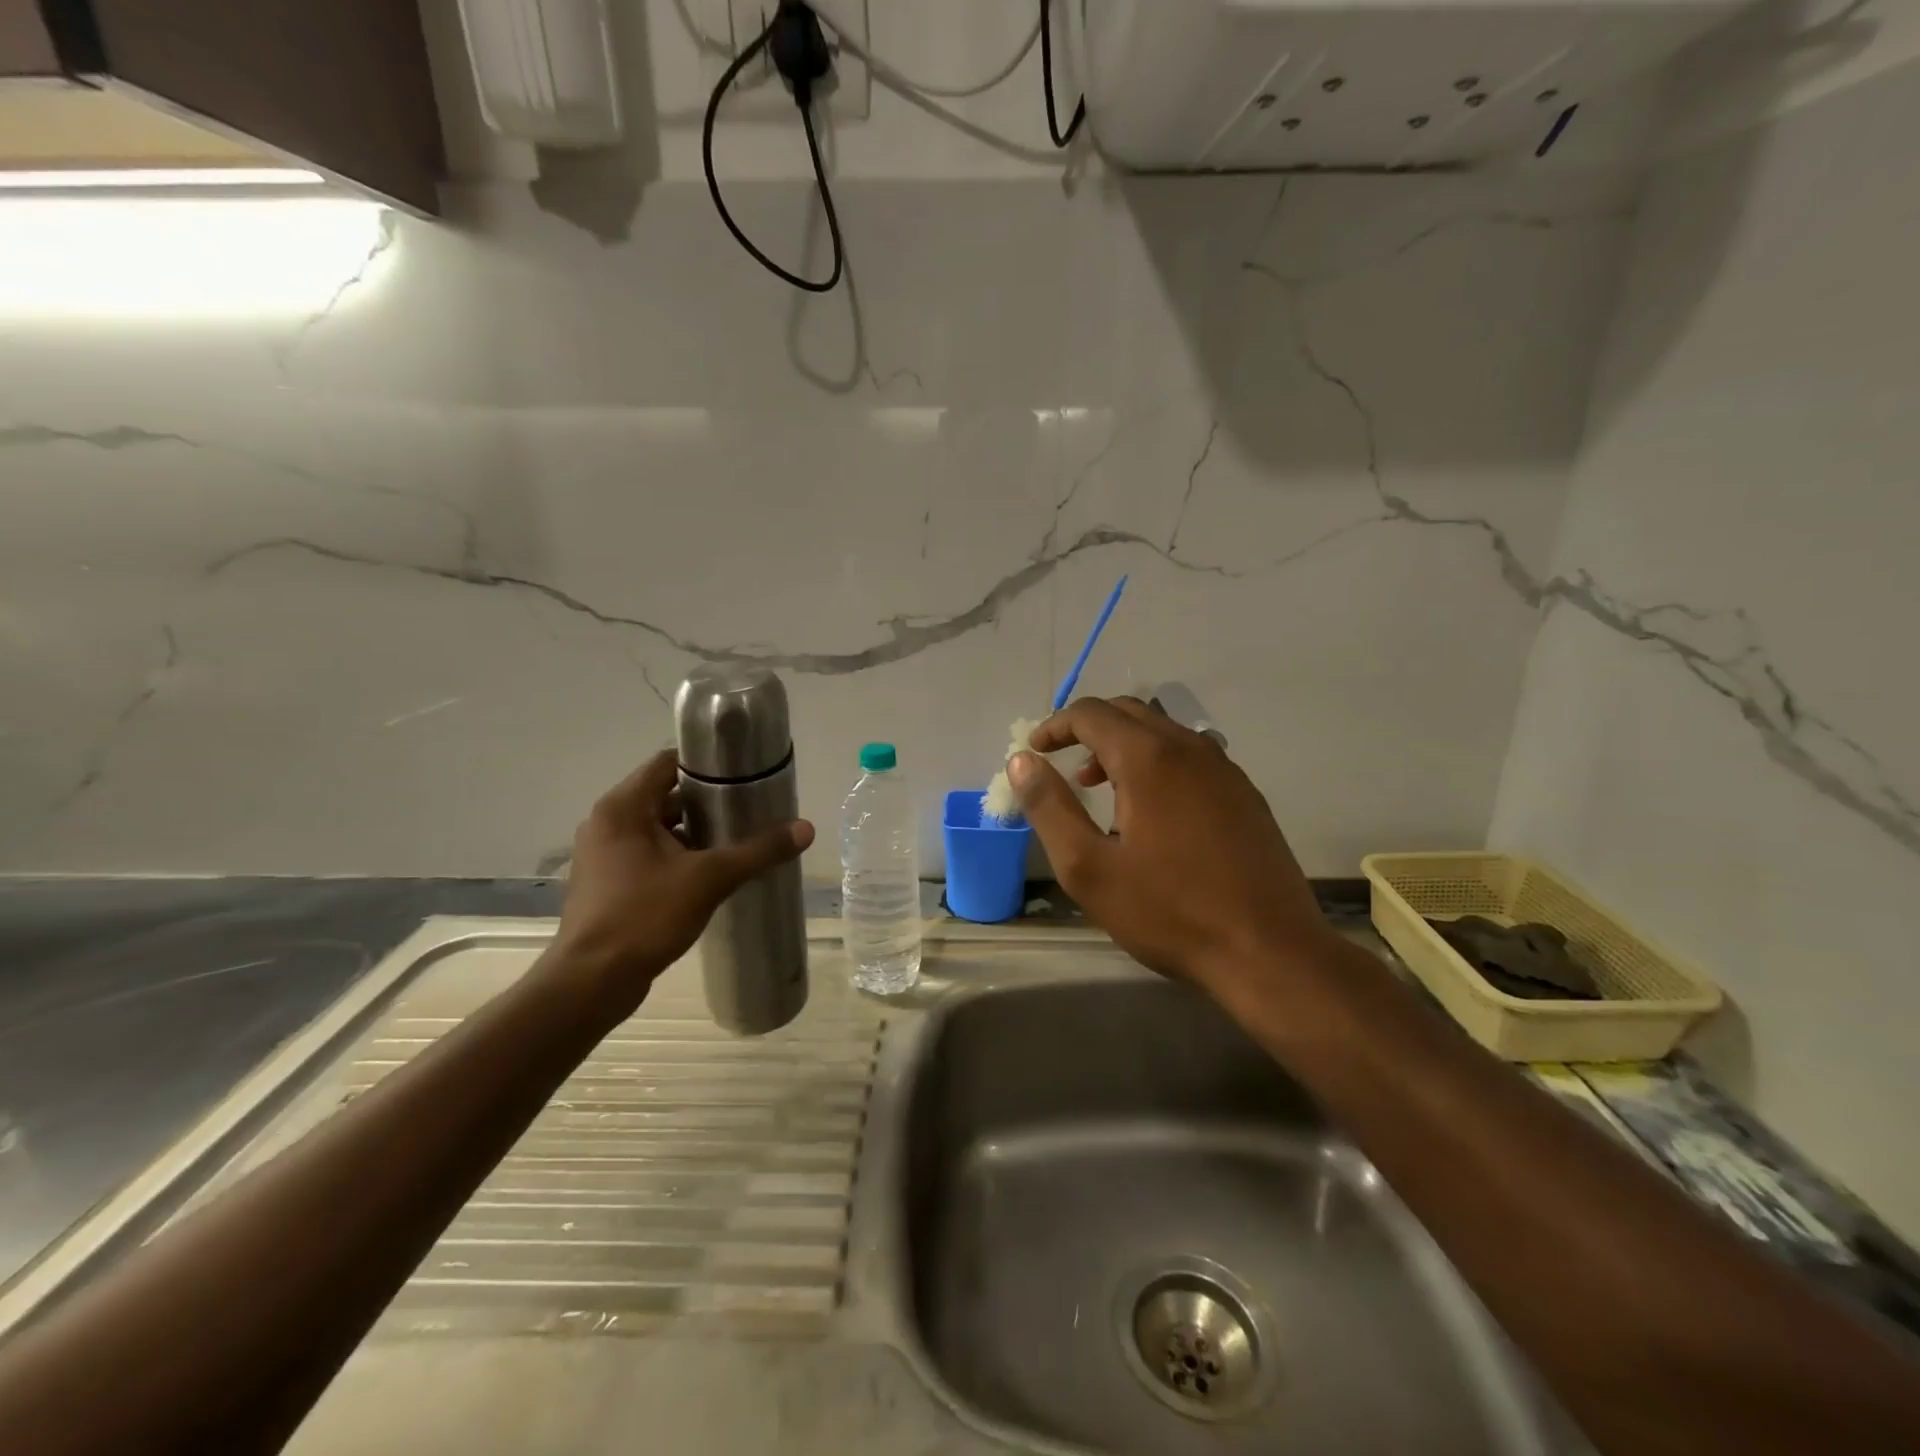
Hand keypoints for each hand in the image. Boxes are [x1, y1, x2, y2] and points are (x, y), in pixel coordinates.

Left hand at [548, 750, 814, 1012]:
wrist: (592, 982)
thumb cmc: (645, 916)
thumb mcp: (710, 878)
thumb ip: (758, 850)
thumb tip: (806, 828)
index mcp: (622, 807)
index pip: (668, 762)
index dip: (707, 764)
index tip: (744, 773)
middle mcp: (607, 823)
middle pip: (665, 795)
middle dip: (708, 802)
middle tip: (750, 809)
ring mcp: (603, 855)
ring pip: (658, 828)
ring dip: (695, 832)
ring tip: (737, 840)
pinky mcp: (606, 883)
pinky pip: (648, 855)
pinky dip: (677, 856)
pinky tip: (710, 874)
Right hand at [1010, 697, 1331, 991]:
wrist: (1270, 951)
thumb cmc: (1170, 912)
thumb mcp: (1089, 869)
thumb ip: (1050, 808)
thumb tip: (1021, 762)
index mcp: (1149, 758)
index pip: (1092, 714)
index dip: (1055, 726)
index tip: (1034, 752)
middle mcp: (1190, 748)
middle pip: (1129, 712)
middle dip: (1088, 730)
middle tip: (1063, 766)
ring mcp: (1225, 769)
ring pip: (1163, 732)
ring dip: (1123, 746)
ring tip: (1101, 788)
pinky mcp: (1245, 794)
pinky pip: (1190, 756)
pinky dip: (1157, 763)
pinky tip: (1152, 810)